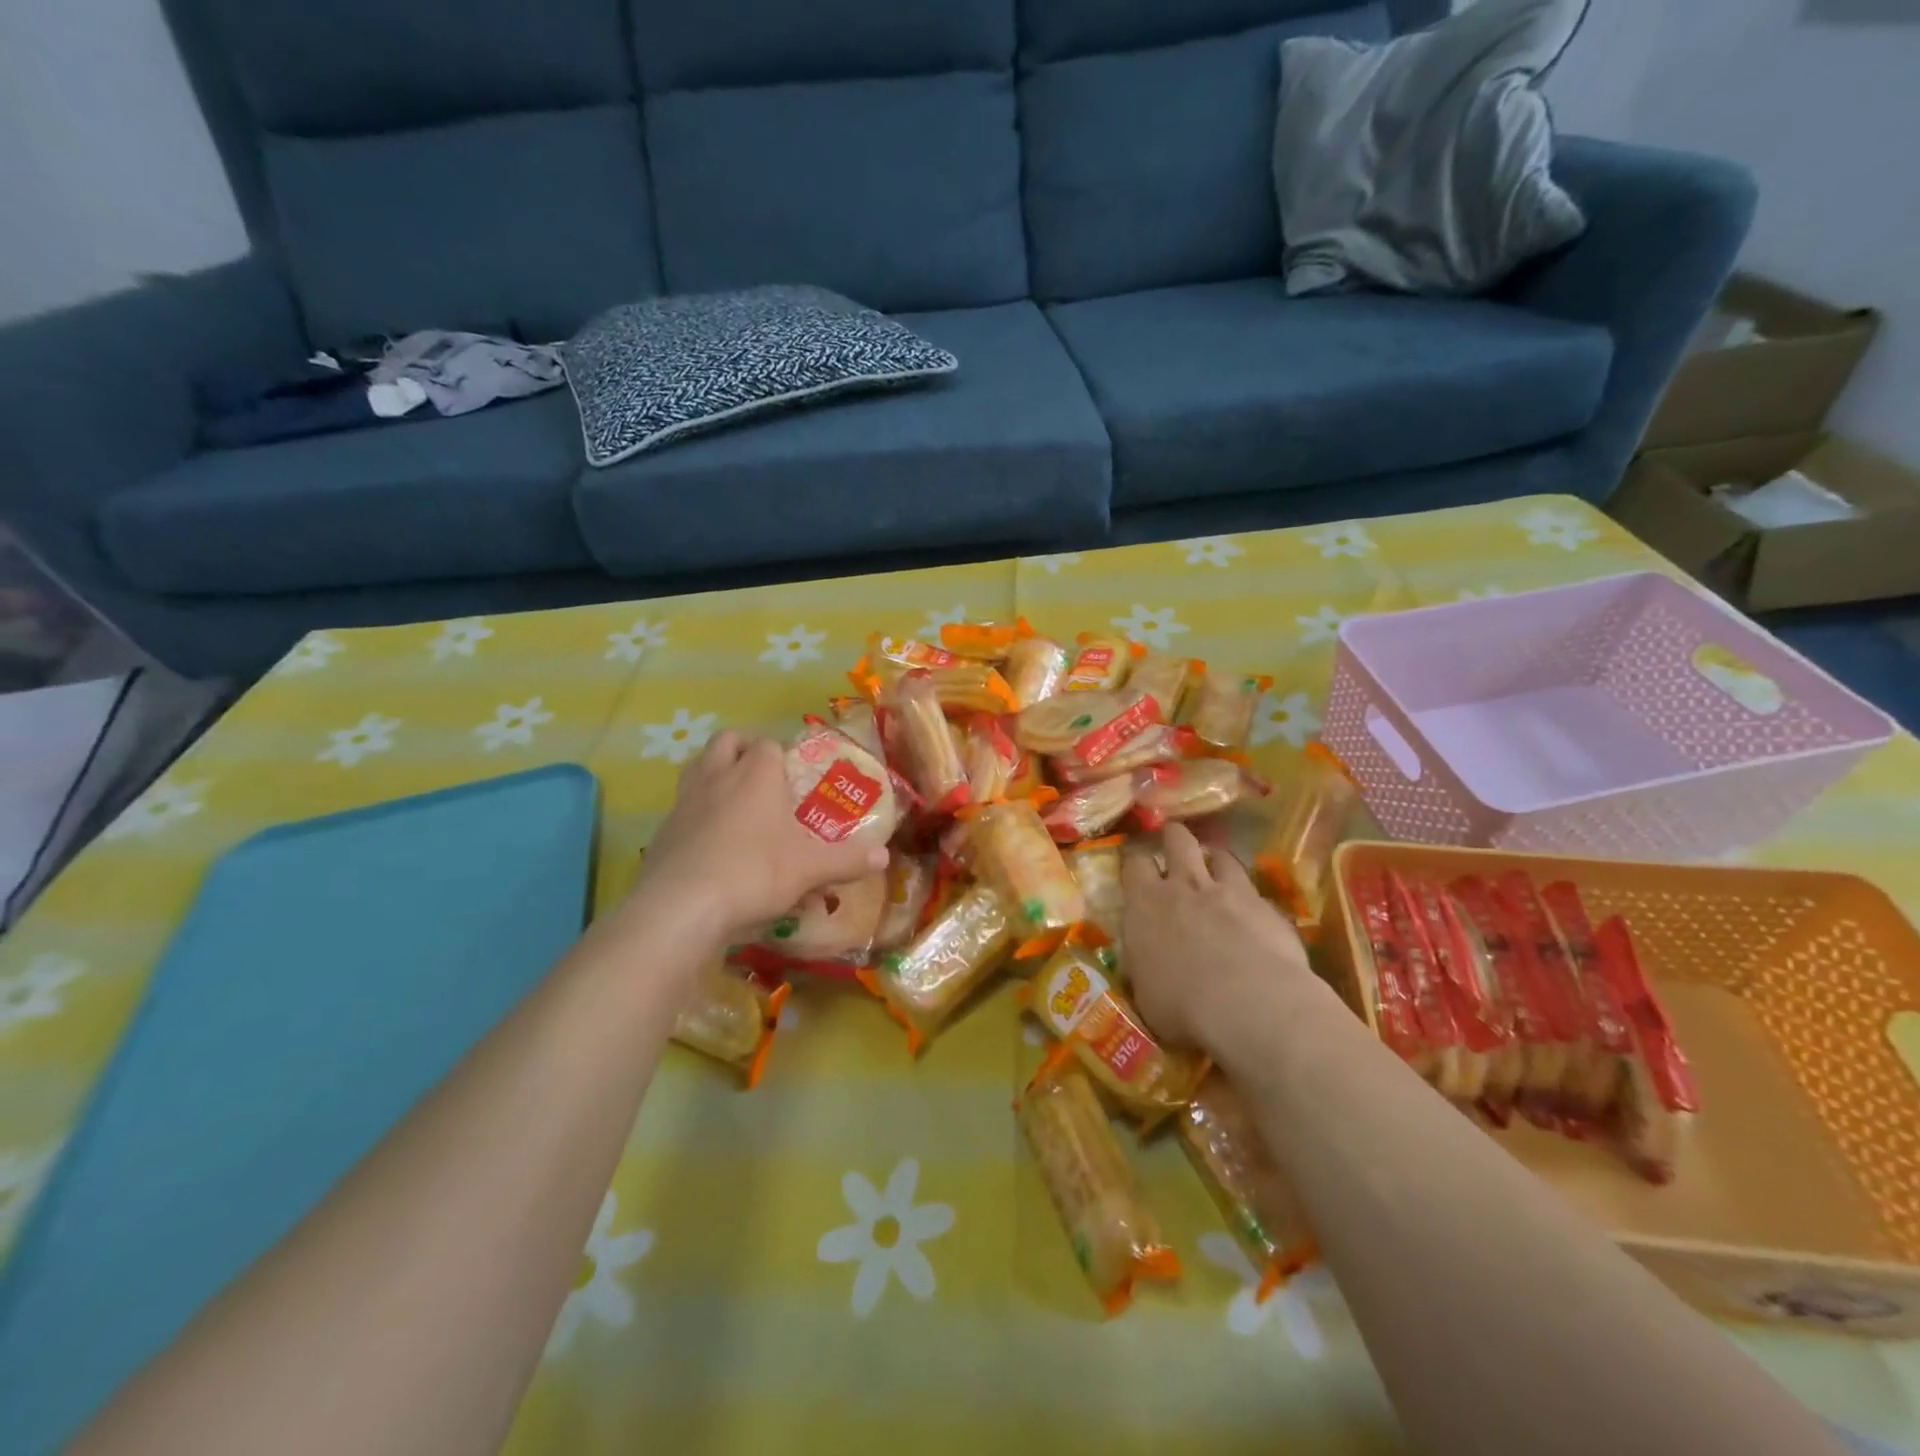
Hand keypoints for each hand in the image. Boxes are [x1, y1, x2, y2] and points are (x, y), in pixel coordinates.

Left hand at [633, 731, 888, 944]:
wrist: (681, 907)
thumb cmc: (754, 872)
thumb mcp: (809, 868)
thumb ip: (847, 860)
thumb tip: (884, 857)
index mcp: (756, 774)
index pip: (769, 744)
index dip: (783, 755)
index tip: (796, 777)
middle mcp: (718, 776)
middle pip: (727, 741)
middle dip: (745, 749)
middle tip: (764, 776)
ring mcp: (685, 801)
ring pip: (698, 767)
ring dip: (717, 774)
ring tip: (737, 802)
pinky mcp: (663, 830)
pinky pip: (683, 807)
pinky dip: (698, 813)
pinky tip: (713, 843)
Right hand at [1121, 824, 1318, 1056]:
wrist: (1250, 1005)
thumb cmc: (1183, 1007)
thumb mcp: (1146, 992)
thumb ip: (1147, 966)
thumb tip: (1149, 967)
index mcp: (1145, 904)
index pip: (1134, 864)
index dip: (1136, 863)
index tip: (1138, 871)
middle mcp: (1184, 886)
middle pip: (1177, 839)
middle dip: (1174, 838)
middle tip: (1175, 847)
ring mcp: (1229, 891)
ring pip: (1220, 854)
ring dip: (1216, 860)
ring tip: (1216, 870)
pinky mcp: (1267, 906)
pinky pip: (1254, 889)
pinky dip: (1250, 896)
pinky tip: (1253, 913)